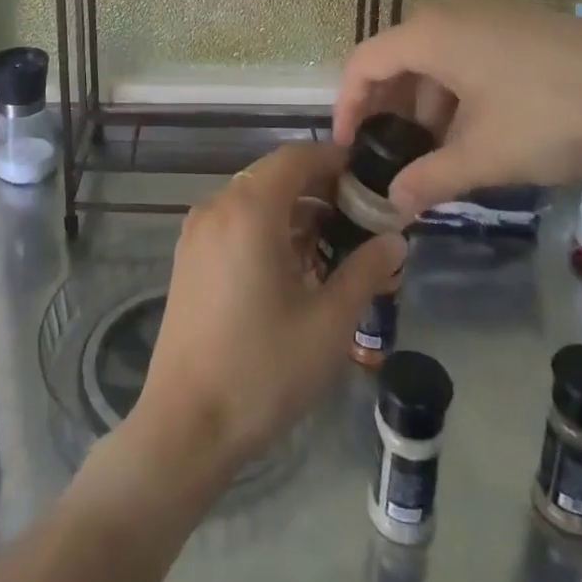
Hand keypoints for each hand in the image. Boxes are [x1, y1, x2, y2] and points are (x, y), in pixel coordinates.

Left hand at [128, 142, 405, 484]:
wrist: (186, 424)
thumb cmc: (263, 369)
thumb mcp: (328, 323)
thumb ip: (365, 271)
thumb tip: (395, 240)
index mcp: (249, 209)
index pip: (296, 157)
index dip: (335, 161)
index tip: (370, 181)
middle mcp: (217, 206)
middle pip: (275, 175)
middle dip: (320, 189)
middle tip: (361, 220)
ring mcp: (197, 231)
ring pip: (254, 199)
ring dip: (294, 211)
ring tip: (334, 247)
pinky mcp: (189, 257)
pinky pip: (235, 222)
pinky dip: (267, 228)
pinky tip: (294, 267)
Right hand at [333, 0, 581, 214]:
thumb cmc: (550, 114)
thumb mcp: (485, 155)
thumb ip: (430, 178)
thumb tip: (392, 204)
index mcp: (428, 34)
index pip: (363, 64)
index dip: (346, 107)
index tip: (349, 148)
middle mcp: (449, 13)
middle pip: (397, 59)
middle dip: (389, 110)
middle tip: (392, 155)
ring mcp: (487, 14)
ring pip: (435, 59)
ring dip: (426, 105)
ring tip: (439, 153)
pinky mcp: (517, 24)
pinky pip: (466, 55)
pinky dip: (458, 92)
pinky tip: (479, 129)